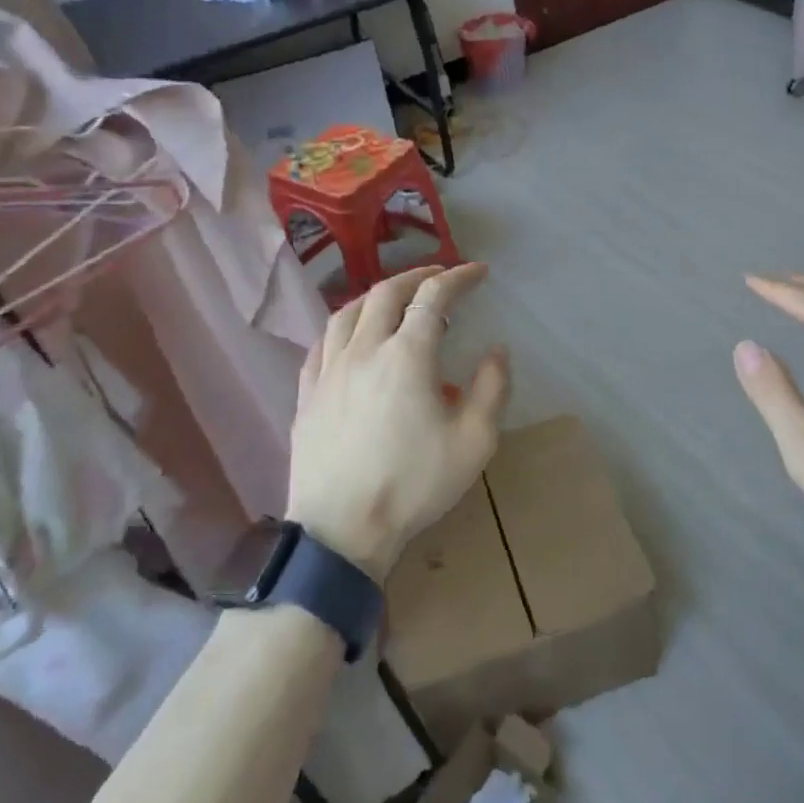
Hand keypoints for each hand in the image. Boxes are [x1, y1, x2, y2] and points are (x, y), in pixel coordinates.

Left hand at [287, 263, 509, 581]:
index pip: (433, 298)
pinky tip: (350, 335)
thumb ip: (492, 388)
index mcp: (407, 356)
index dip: (458, 278)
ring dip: (377, 295)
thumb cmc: (414, 485)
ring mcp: (328, 370)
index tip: (478, 272)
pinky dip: (343, 325)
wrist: (341, 530)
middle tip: (440, 276)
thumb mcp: (474, 442)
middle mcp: (364, 350)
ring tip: (395, 298)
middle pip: (386, 293)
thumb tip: (496, 350)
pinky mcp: (306, 393)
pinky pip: (322, 342)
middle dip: (417, 276)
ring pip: (348, 311)